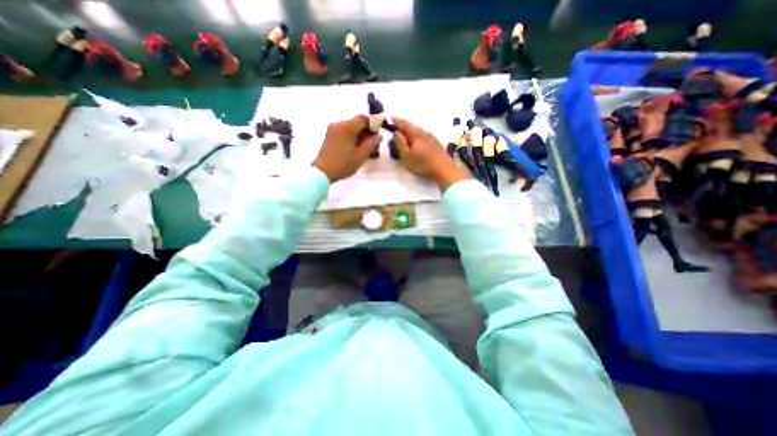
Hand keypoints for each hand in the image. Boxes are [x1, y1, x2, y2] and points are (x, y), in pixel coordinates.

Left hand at [312, 115, 381, 180]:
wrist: (322, 172)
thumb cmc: (343, 164)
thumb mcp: (361, 156)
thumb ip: (371, 144)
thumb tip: (379, 136)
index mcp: (347, 127)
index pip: (363, 118)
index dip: (373, 124)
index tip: (377, 135)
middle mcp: (339, 124)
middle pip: (356, 122)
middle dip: (366, 130)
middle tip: (373, 143)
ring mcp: (333, 129)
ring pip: (351, 127)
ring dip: (359, 134)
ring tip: (365, 147)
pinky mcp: (330, 135)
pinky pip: (344, 131)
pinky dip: (352, 136)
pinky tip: (356, 147)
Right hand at [395, 116, 467, 188]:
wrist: (443, 169)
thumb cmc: (422, 163)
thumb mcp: (406, 155)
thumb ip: (400, 143)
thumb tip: (396, 132)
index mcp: (415, 134)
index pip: (404, 124)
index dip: (396, 121)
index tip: (391, 118)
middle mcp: (423, 132)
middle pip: (412, 127)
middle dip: (404, 125)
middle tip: (397, 126)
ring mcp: (431, 138)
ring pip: (419, 131)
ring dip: (411, 131)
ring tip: (406, 134)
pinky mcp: (436, 144)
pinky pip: (424, 136)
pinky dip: (418, 137)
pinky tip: (418, 142)